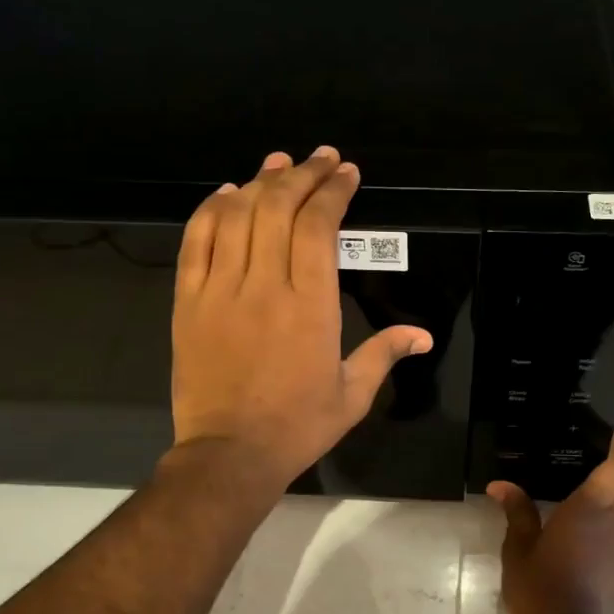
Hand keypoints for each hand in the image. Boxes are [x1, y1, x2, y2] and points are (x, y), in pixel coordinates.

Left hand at [170, 147, 431, 491]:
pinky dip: (212, 210)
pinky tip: (228, 194)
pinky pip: (196, 241)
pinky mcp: (188, 301)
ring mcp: (220, 290)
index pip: (319, 226)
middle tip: (319, 159)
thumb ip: (386, 353)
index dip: (332, 190)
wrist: (229, 454)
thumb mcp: (353, 394)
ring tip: (278, 164)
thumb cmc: (297, 425)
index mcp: (311, 304)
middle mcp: (265, 285)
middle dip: (302, 174)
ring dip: (260, 182)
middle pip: (278, 207)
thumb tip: (424, 336)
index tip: (345, 173)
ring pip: (237, 216)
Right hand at [488, 435, 613, 613]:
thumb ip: (516, 511)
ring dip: (603, 492)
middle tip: (572, 456)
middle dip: (606, 465)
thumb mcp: (518, 548)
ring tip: (567, 486)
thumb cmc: (541, 588)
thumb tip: (501, 485)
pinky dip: (600, 516)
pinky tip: (571, 523)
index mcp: (593, 508)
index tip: (594, 434)